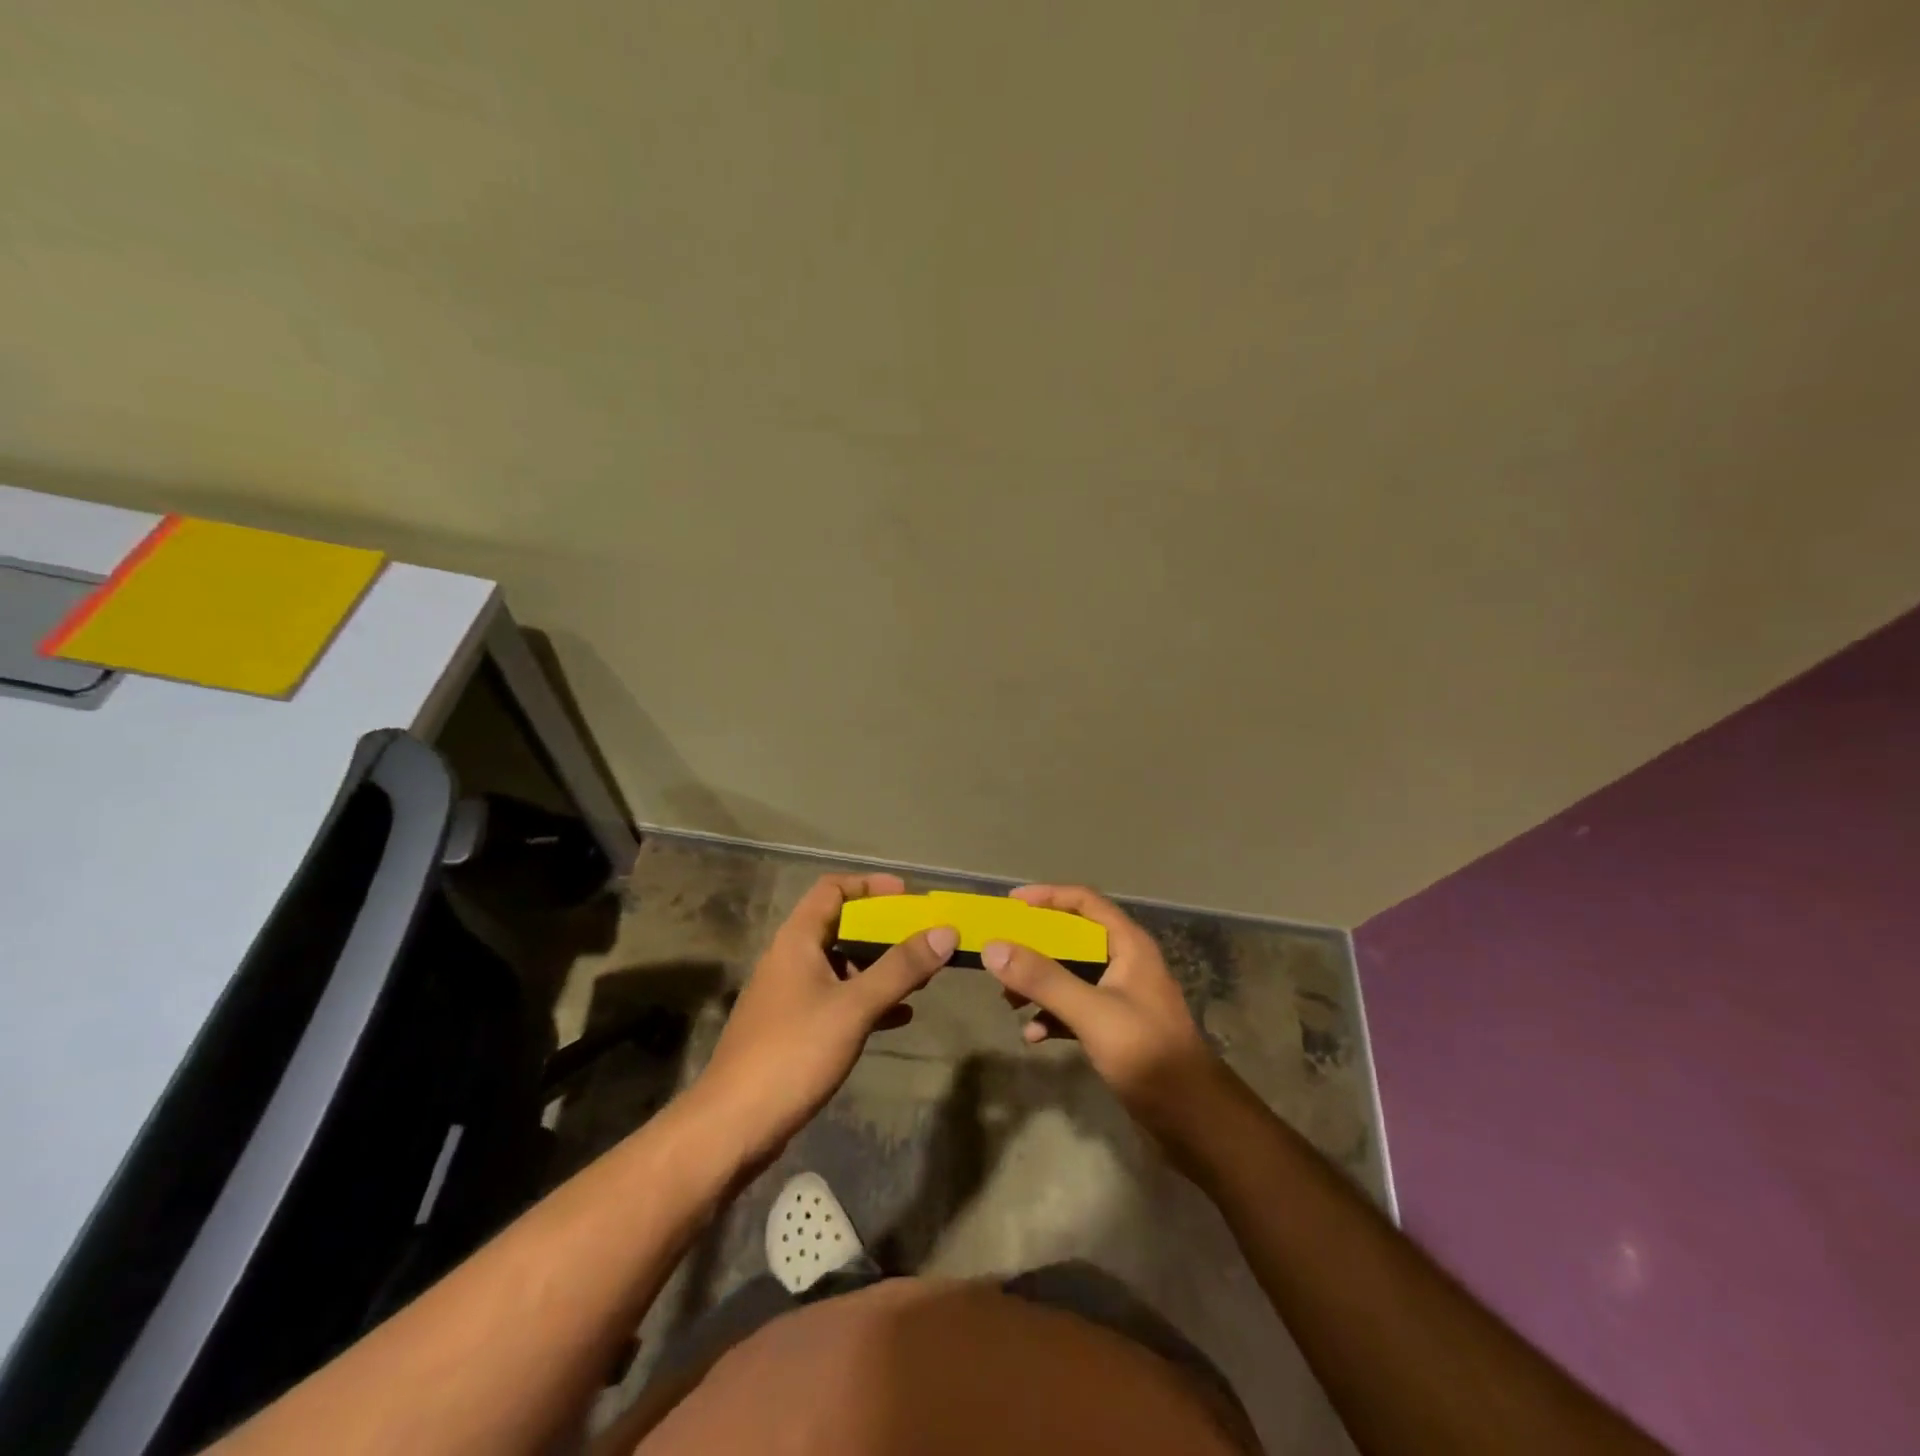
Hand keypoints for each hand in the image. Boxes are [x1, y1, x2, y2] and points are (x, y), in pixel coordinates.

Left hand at [686, 873, 955, 1168]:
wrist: (732, 1127)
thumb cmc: (793, 1052)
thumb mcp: (853, 1007)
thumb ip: (900, 968)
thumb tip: (945, 931)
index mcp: (797, 940)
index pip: (832, 889)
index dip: (870, 886)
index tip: (908, 897)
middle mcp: (791, 959)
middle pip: (841, 927)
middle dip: (884, 931)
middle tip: (923, 940)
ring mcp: (790, 996)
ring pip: (842, 967)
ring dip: (880, 968)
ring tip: (921, 978)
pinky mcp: (793, 1030)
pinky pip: (838, 1001)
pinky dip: (868, 1001)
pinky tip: (900, 1017)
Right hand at [982, 884, 1217, 1135]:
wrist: (1191, 1117)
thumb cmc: (1146, 1053)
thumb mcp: (1091, 1012)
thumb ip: (1043, 979)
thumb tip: (993, 947)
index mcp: (1128, 945)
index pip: (1084, 902)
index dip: (1047, 897)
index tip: (1010, 905)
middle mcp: (1125, 963)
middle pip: (1072, 938)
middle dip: (1034, 947)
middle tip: (1001, 955)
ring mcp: (1120, 996)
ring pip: (1070, 975)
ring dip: (1038, 984)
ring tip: (1008, 1002)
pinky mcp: (1115, 1027)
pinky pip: (1075, 1008)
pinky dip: (1052, 1016)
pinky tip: (1033, 1036)